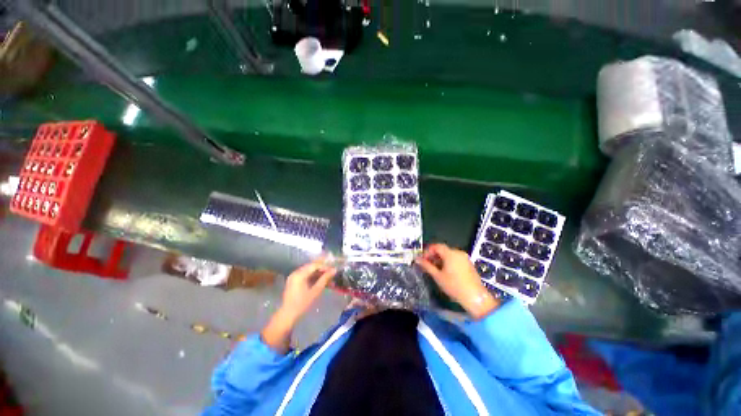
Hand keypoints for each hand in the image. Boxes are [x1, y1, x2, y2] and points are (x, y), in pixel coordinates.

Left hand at [261, 258, 336, 353]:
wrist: (287, 316)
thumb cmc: (302, 304)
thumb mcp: (315, 291)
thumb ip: (325, 279)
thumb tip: (334, 270)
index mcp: (299, 274)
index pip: (315, 265)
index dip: (325, 266)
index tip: (334, 270)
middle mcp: (296, 273)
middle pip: (312, 267)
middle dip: (323, 270)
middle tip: (332, 273)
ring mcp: (294, 277)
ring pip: (310, 272)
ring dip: (319, 274)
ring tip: (329, 279)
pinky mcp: (295, 282)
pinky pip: (306, 276)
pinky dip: (314, 278)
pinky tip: (322, 282)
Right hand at [415, 244, 498, 318]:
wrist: (475, 297)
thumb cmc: (454, 286)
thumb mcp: (437, 276)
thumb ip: (426, 266)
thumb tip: (417, 259)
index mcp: (450, 253)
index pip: (436, 246)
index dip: (427, 251)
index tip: (422, 259)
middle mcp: (458, 253)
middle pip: (443, 250)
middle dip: (433, 256)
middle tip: (427, 264)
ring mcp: (465, 258)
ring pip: (449, 255)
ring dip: (440, 259)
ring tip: (435, 269)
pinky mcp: (469, 264)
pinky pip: (455, 259)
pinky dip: (448, 262)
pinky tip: (445, 272)